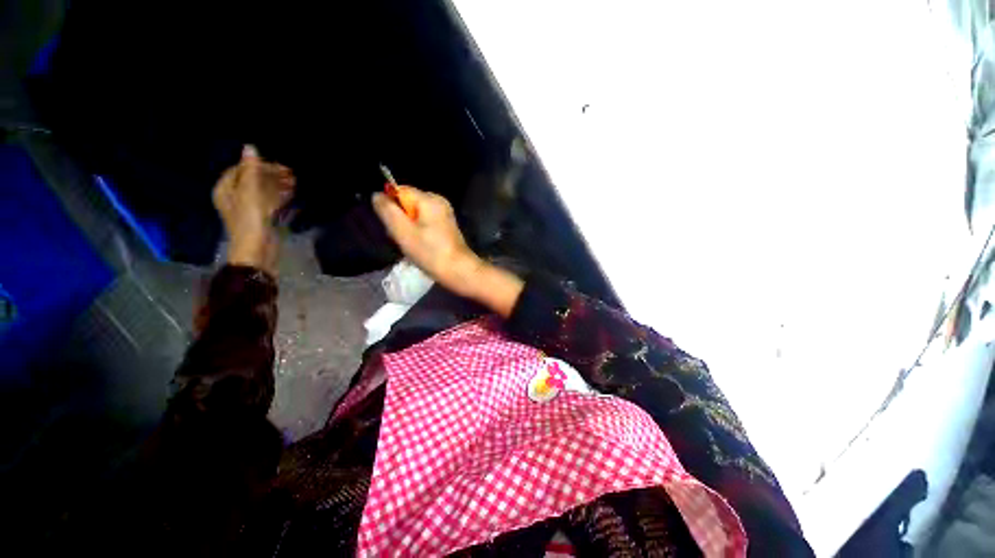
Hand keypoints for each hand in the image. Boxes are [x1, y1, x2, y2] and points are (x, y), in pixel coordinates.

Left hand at [213, 145, 293, 272]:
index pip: (240, 170)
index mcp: (225, 190)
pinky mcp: (262, 218)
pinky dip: (280, 196)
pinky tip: (292, 192)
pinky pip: (271, 202)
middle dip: (271, 175)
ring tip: (295, 181)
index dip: (258, 165)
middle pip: (253, 180)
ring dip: (278, 185)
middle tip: (291, 172)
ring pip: (264, 191)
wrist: (257, 250)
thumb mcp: (250, 193)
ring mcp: (249, 209)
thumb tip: (250, 147)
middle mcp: (235, 197)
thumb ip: (251, 170)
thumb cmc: (250, 221)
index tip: (278, 164)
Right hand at [372, 186, 480, 294]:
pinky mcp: (446, 225)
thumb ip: (387, 211)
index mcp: (429, 198)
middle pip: (407, 203)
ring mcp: (444, 213)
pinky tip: (421, 246)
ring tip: (412, 244)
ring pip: (415, 214)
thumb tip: (377, 195)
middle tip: (402, 238)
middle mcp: (439, 201)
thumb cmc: (430, 252)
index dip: (391, 207)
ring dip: (408, 228)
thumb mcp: (403, 231)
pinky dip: (419, 232)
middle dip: (399, 219)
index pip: (399, 191)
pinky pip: (425, 222)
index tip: (393, 226)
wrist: (458, 270)